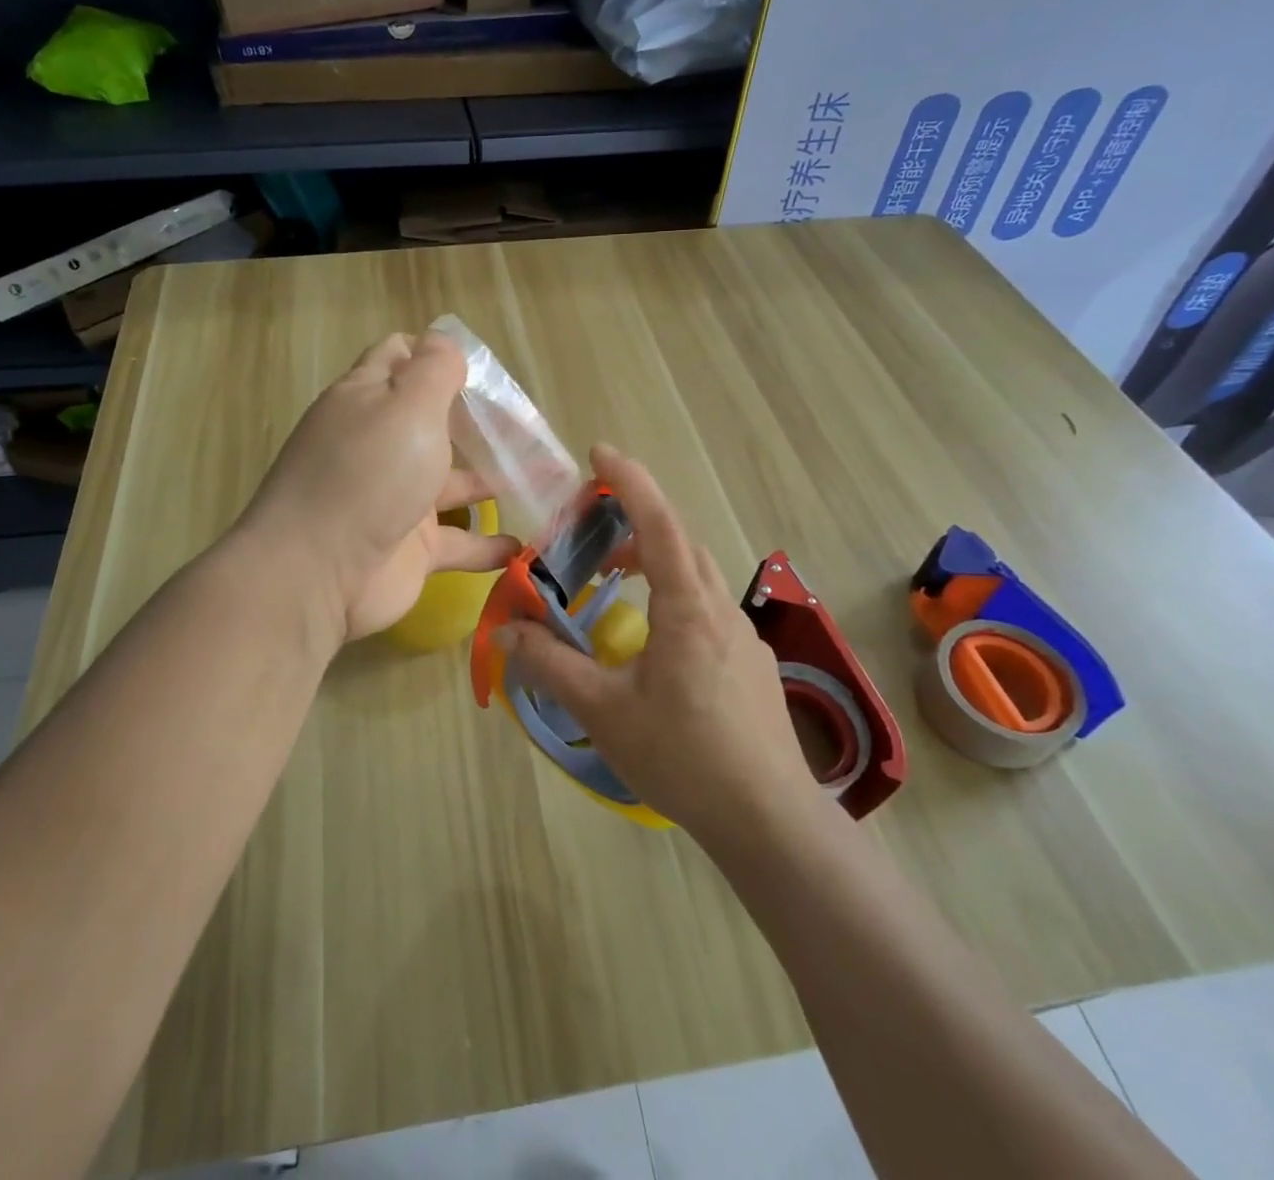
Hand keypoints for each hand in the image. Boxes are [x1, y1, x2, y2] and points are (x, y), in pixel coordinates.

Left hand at [242, 332, 519, 641]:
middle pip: (432, 422)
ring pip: (452, 482)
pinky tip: (526, 544)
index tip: (485, 369)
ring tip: (543, 479)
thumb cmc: (368, 474)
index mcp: (368, 400)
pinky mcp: (410, 548)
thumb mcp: (406, 405)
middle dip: (477, 420)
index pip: (401, 359)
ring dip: (492, 480)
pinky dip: (489, 544)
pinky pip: (460, 542)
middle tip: (527, 424)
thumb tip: (443, 342)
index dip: (438, 356)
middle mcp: (380, 445)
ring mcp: (395, 498)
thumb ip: (432, 370)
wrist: (319, 573)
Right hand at [494, 445, 817, 845]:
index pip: (659, 523)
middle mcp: (721, 609)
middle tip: (594, 530)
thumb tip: (506, 631)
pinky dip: (675, 597)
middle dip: (637, 521)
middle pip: (680, 543)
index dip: (629, 482)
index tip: (599, 454)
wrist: (768, 819)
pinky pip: (709, 610)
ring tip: (617, 580)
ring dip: (657, 561)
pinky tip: (656, 642)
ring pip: (698, 577)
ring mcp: (743, 638)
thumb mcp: (603, 709)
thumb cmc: (682, 755)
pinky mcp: (752, 666)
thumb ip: (550, 665)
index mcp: (687, 607)